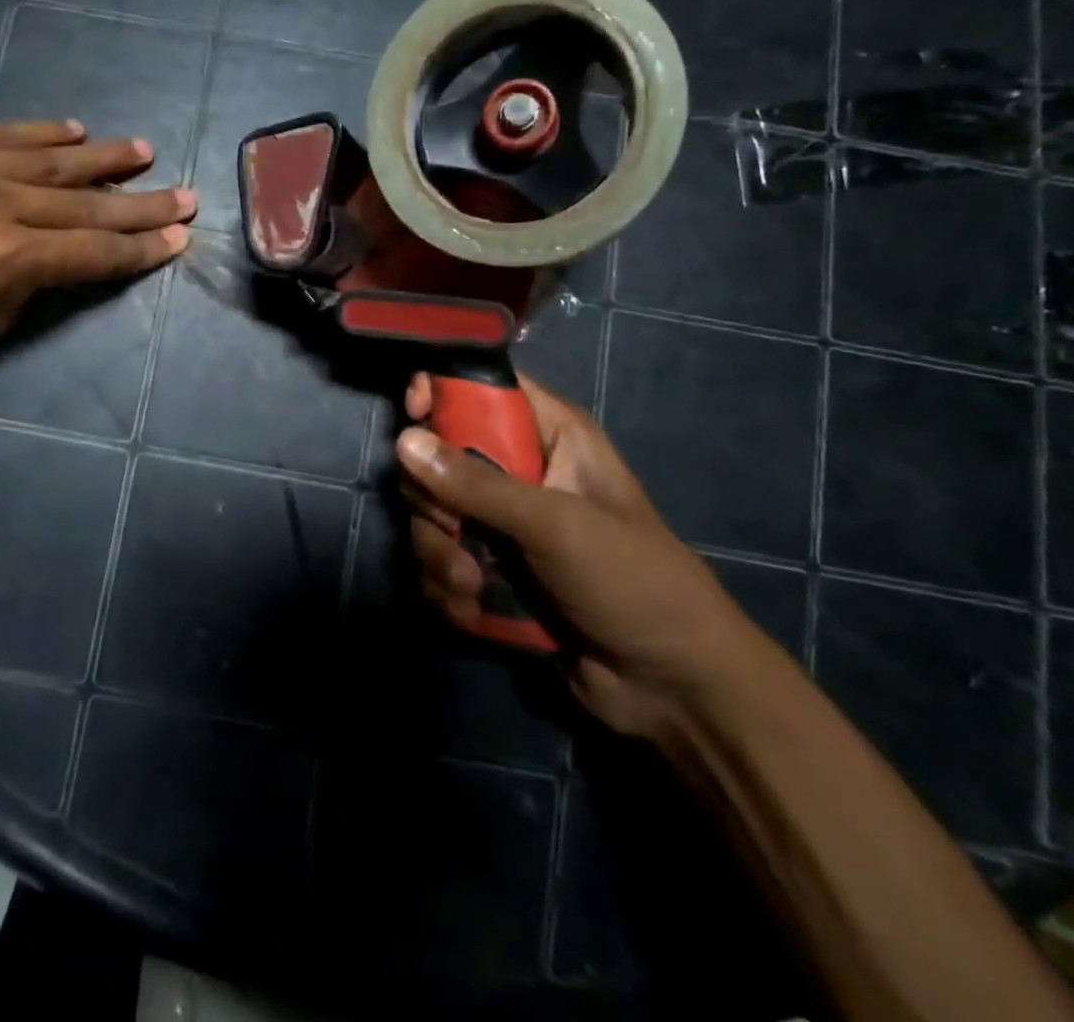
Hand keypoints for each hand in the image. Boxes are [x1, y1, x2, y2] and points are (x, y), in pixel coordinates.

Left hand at [0, 121, 193, 372]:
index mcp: (9, 257)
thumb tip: (68, 253)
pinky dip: (45, 133)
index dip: (142, 247)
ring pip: (54, 159)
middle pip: (88, 202)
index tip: (179, 237)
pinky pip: (4, 132)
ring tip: (145, 152)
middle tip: (186, 194)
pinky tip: (77, 130)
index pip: (96, 250)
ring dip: (106, 157)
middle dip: (142, 203)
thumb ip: (36, 282)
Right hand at [397, 372, 772, 742]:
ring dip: (440, 556)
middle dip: (434, 501)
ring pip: (430, 516)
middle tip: (455, 530)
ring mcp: (498, 523)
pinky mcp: (487, 569)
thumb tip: (404, 440)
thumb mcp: (556, 525)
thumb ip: (478, 485)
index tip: (414, 414)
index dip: (442, 390)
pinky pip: (436, 563)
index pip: (481, 387)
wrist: (669, 686)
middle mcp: (518, 470)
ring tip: (472, 587)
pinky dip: (448, 589)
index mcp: (549, 435)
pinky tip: (475, 611)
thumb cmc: (632, 581)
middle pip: (437, 455)